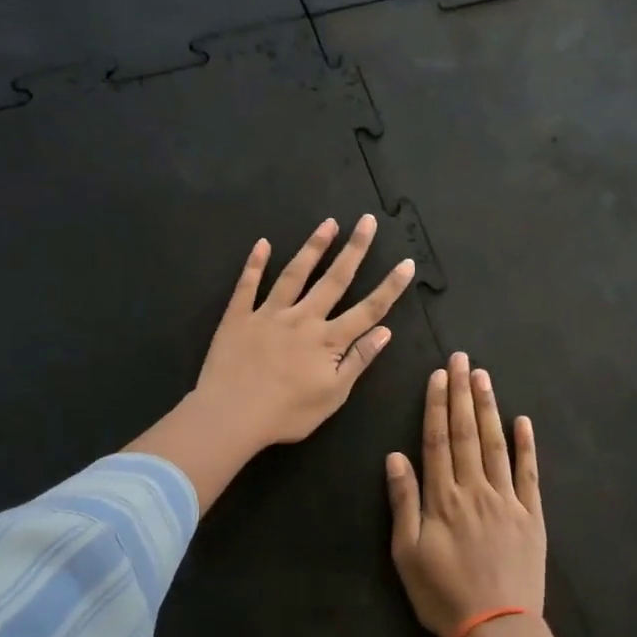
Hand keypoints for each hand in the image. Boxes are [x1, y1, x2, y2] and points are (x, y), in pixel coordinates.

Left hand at [130, 216, 415, 515]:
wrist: (230, 415)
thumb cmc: (286, 413)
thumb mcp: (332, 395)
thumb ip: (358, 360)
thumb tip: (385, 331)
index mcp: (327, 340)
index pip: (367, 310)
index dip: (389, 287)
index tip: (407, 263)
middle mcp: (302, 319)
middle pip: (334, 280)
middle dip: (354, 250)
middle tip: (367, 221)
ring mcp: (268, 314)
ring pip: (294, 274)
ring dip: (313, 247)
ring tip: (328, 224)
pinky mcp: (238, 317)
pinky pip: (247, 286)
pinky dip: (255, 264)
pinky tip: (262, 244)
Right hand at [386, 353, 545, 636]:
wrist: (498, 630)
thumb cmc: (443, 595)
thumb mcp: (407, 554)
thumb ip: (403, 503)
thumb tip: (395, 457)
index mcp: (443, 498)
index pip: (438, 441)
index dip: (437, 405)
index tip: (439, 375)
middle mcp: (475, 489)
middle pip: (467, 433)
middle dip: (462, 393)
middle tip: (462, 359)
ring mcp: (507, 500)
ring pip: (497, 445)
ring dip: (490, 408)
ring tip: (484, 377)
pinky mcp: (532, 516)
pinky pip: (529, 474)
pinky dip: (526, 446)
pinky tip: (523, 421)